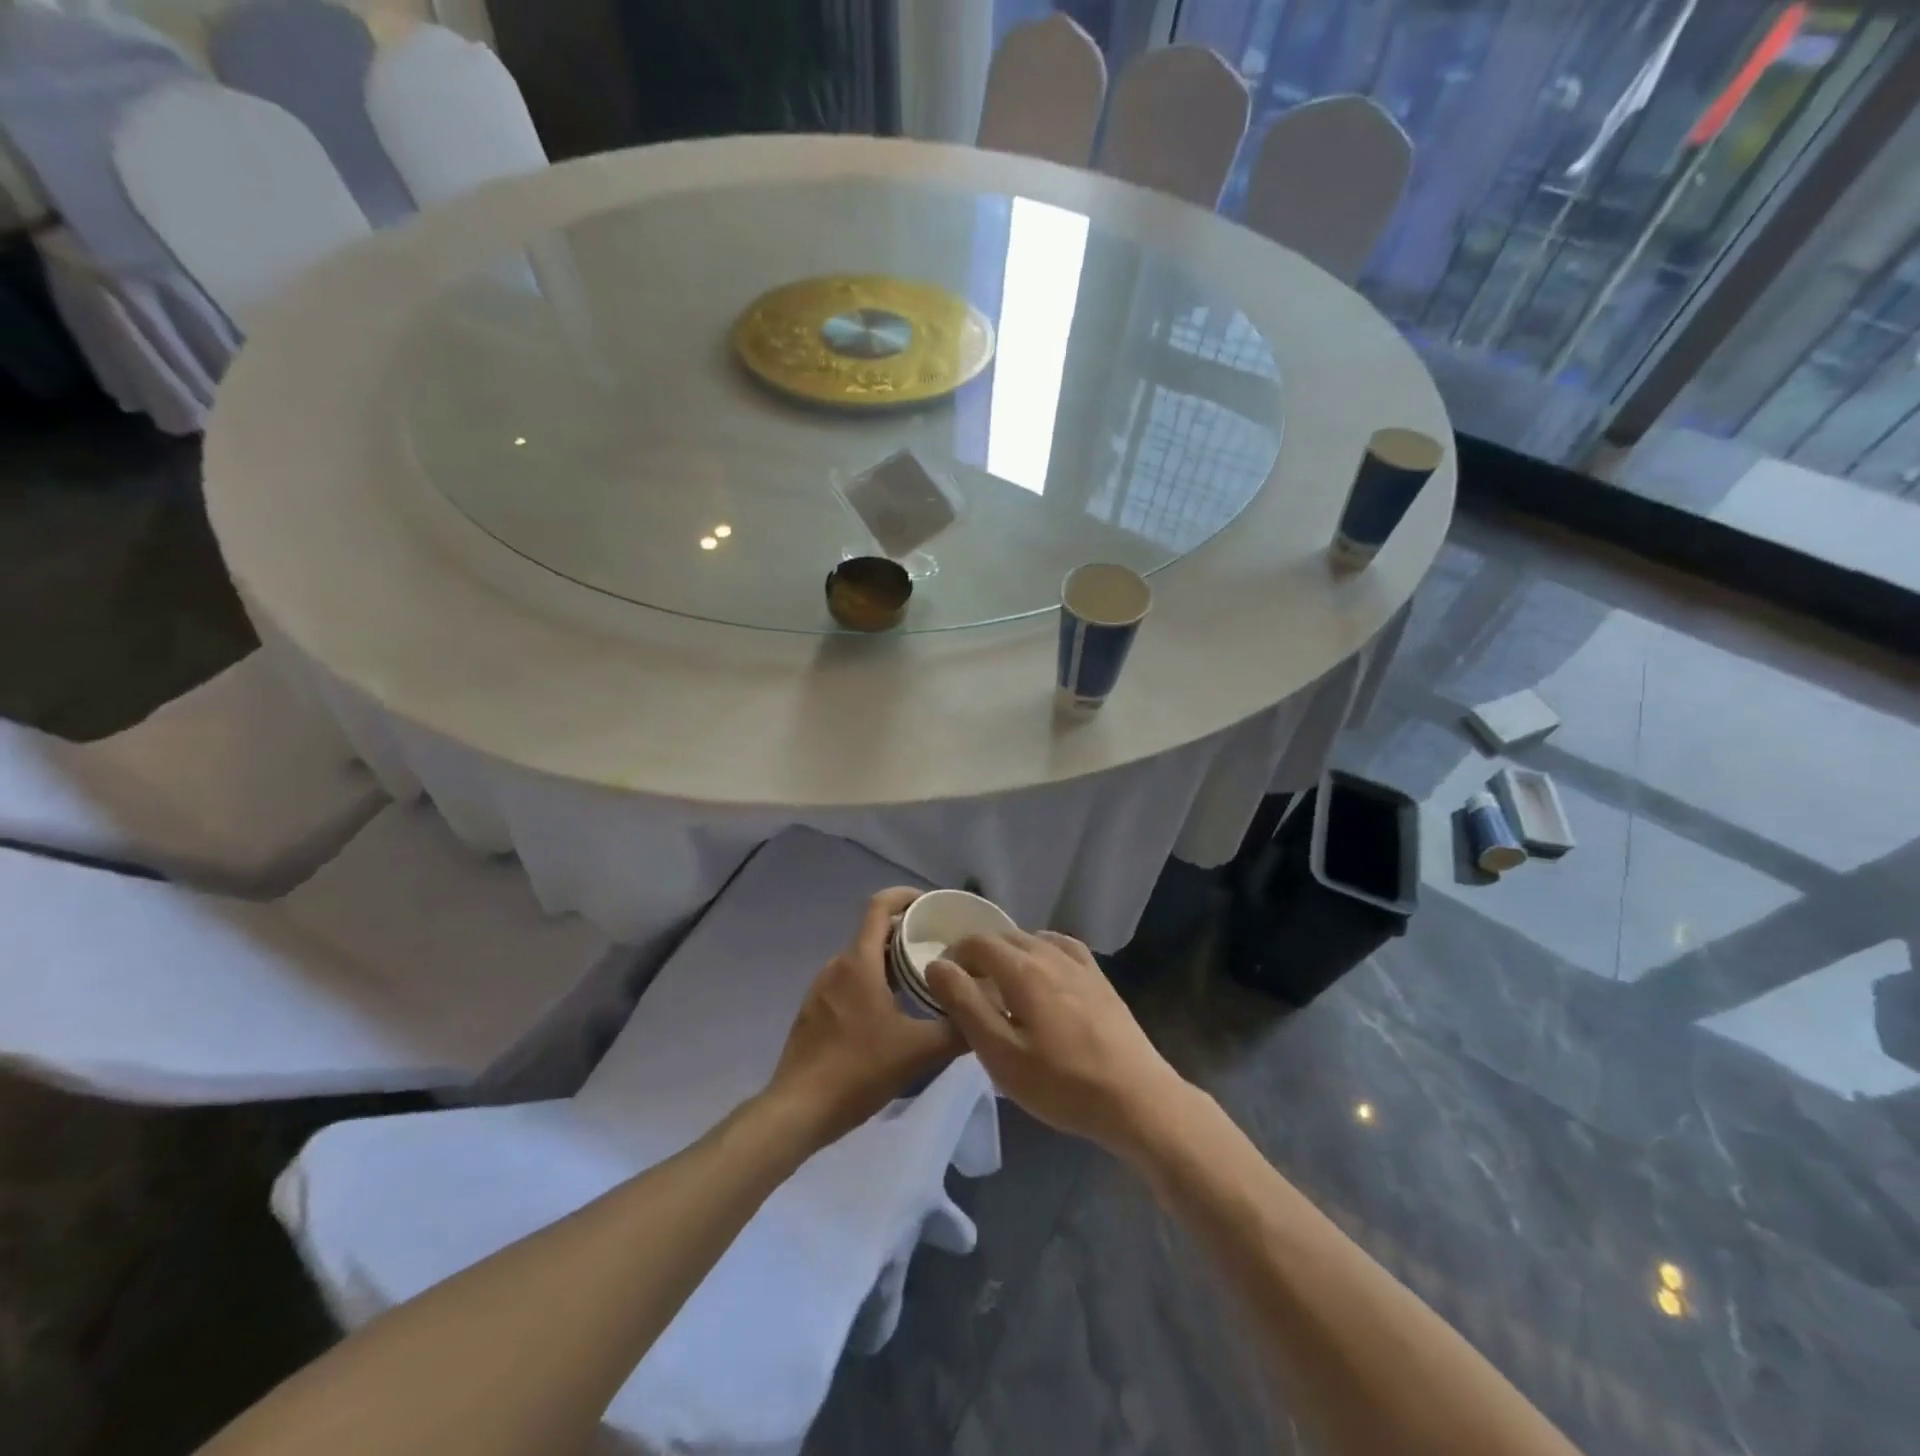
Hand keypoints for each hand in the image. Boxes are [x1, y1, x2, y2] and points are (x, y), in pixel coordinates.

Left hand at [766, 887, 963, 1150]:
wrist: (798, 1110)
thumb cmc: (858, 1070)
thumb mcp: (918, 1051)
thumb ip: (957, 1029)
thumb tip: (985, 1011)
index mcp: (859, 962)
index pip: (879, 906)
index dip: (905, 896)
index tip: (931, 904)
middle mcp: (837, 965)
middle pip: (874, 933)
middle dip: (907, 934)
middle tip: (940, 949)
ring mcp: (821, 988)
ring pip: (862, 960)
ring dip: (890, 962)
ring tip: (922, 981)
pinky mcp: (814, 1011)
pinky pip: (849, 982)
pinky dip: (873, 983)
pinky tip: (892, 1013)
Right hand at [925, 930, 1189, 1158]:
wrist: (1135, 1098)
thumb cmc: (1061, 1083)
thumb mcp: (1001, 1054)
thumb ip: (965, 1005)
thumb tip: (936, 965)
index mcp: (1022, 968)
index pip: (977, 942)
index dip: (954, 955)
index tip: (942, 982)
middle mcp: (1050, 953)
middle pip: (1004, 937)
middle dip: (979, 954)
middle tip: (967, 988)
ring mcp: (1079, 963)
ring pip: (1032, 939)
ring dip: (1009, 953)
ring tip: (1000, 985)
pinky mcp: (1099, 977)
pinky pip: (1061, 946)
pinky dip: (1040, 951)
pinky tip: (1042, 972)